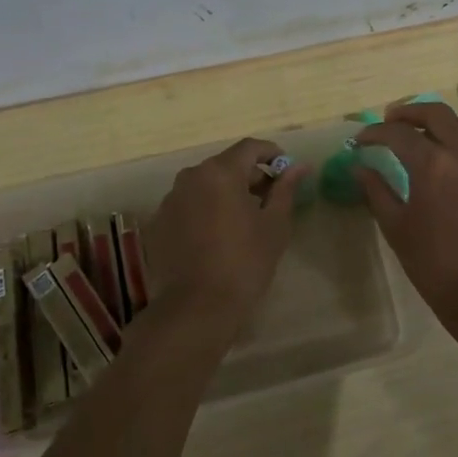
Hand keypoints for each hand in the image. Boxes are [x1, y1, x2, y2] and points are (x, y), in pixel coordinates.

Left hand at [143, 137, 308, 330]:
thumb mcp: (274, 225)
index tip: (286, 170)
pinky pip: (188, 205)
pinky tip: (217, 237)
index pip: (249, 147)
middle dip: (250, 176)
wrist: (196, 308)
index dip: (272, 154)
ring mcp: (170, 200)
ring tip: (244, 220)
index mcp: (220, 172)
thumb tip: (299, 167)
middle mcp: (190, 177)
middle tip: (270, 200)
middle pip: (226, 165)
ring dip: (226, 193)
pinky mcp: (158, 223)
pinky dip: (205, 210)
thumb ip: (285, 189)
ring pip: (205, 185)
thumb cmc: (244, 263)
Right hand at [353, 102, 457, 342]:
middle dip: (410, 112)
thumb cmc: (436, 266)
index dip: (375, 132)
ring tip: (429, 137)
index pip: (398, 133)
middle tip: (393, 121)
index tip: (362, 140)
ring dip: (444, 126)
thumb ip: (376, 192)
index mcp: (433, 165)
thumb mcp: (397, 229)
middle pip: (437, 113)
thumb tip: (360, 167)